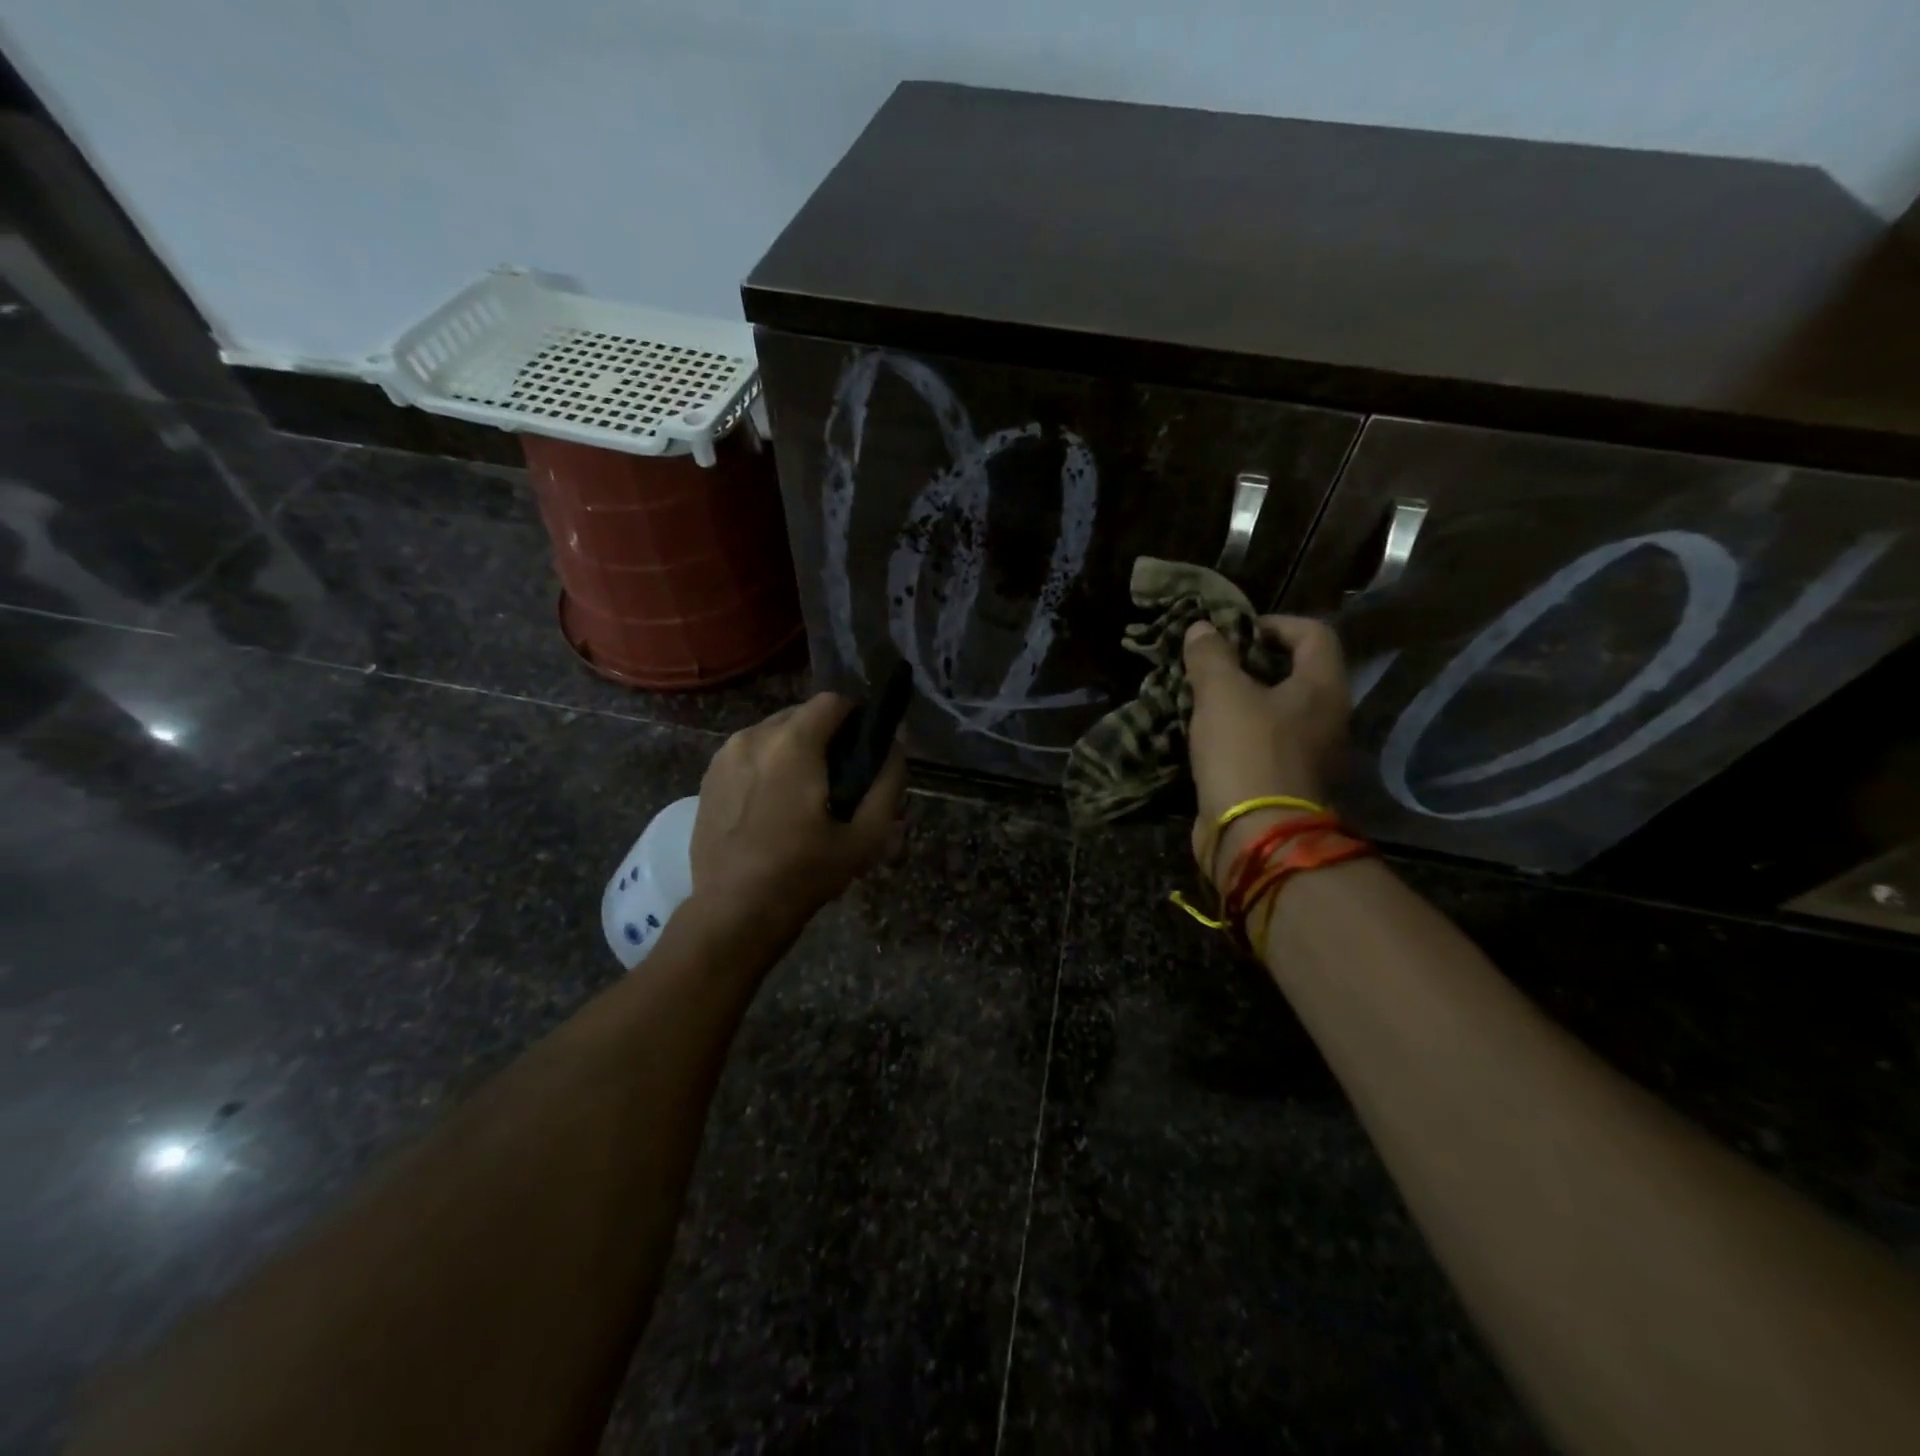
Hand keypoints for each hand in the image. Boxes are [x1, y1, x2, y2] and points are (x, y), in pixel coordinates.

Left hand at [688, 693, 907, 937]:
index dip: (856, 717)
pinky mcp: (707, 777)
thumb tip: (893, 747)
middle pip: (801, 714)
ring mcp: (725, 756)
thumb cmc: (805, 872)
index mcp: (793, 744)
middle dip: (824, 735)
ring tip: (803, 793)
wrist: (734, 910)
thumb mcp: (866, 835)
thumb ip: (888, 782)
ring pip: (772, 733)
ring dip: (794, 750)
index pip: (833, 701)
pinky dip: (767, 765)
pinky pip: (748, 754)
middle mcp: (754, 736)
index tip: (865, 746)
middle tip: (838, 776)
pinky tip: (772, 804)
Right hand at [1184, 615, 1350, 885]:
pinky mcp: (1285, 781)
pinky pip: (1264, 742)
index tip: (1235, 632)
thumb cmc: (1245, 751)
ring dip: (1241, 699)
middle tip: (1213, 664)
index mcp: (1323, 688)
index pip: (1314, 634)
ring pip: (1276, 710)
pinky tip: (1206, 733)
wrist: (1254, 834)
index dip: (1275, 623)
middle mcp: (1326, 717)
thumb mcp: (1221, 693)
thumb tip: (1201, 628)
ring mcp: (1309, 753)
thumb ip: (1211, 656)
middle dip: (1252, 663)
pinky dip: (1238, 732)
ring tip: (1202, 696)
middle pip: (1295, 673)